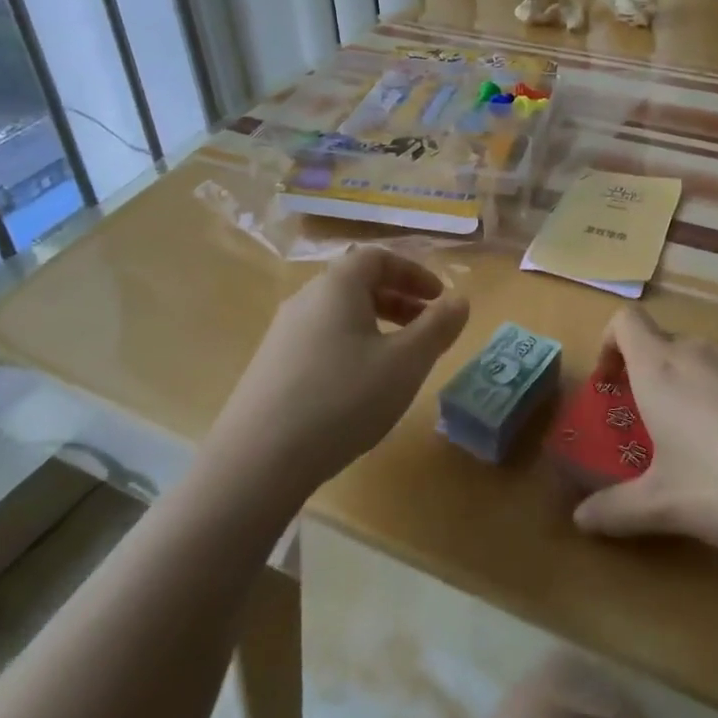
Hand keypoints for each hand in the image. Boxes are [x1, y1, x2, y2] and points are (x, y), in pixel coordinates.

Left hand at [207, 247, 468, 501]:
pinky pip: (319, 340)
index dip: (413, 272)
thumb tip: (460, 300)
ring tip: (397, 359)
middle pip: (356, 284)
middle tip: (426, 327)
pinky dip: (350, 347)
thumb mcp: (405, 362)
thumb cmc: (343, 398)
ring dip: (375, 325)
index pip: (378, 257)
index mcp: (337, 286)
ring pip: (337, 314)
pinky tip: (358, 388)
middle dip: (398, 299)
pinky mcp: (269, 367)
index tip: (439, 298)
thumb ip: (438, 327)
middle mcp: (305, 299)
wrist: (257, 460)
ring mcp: (282, 334)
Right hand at [572, 308, 717, 554]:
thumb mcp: (665, 505)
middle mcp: (697, 352)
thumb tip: (580, 520)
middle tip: (646, 426)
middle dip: (645, 376)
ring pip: (698, 360)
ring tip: (693, 443)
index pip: (625, 321)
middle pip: (660, 343)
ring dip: (684, 388)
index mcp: (659, 367)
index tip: (609, 384)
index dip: (608, 343)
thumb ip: (616, 510)